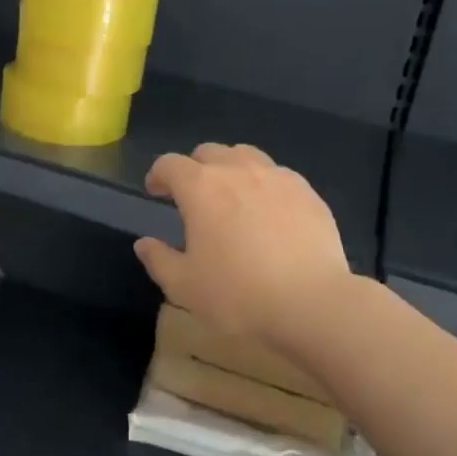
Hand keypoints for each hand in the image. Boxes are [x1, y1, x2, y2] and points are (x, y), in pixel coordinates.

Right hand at [134, 143, 349, 343]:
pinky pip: (278, 175)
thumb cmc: (238, 295)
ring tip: (232, 196)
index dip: (158, 175)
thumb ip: (159, 259)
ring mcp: (277, 177)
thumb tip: (144, 243)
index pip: (169, 164)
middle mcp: (237, 170)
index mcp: (200, 188)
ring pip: (246, 156)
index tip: (156, 192)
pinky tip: (269, 211)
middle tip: (193, 196)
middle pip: (208, 152)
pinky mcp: (307, 192)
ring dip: (231, 169)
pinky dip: (264, 184)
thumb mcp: (184, 286)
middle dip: (194, 169)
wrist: (312, 303)